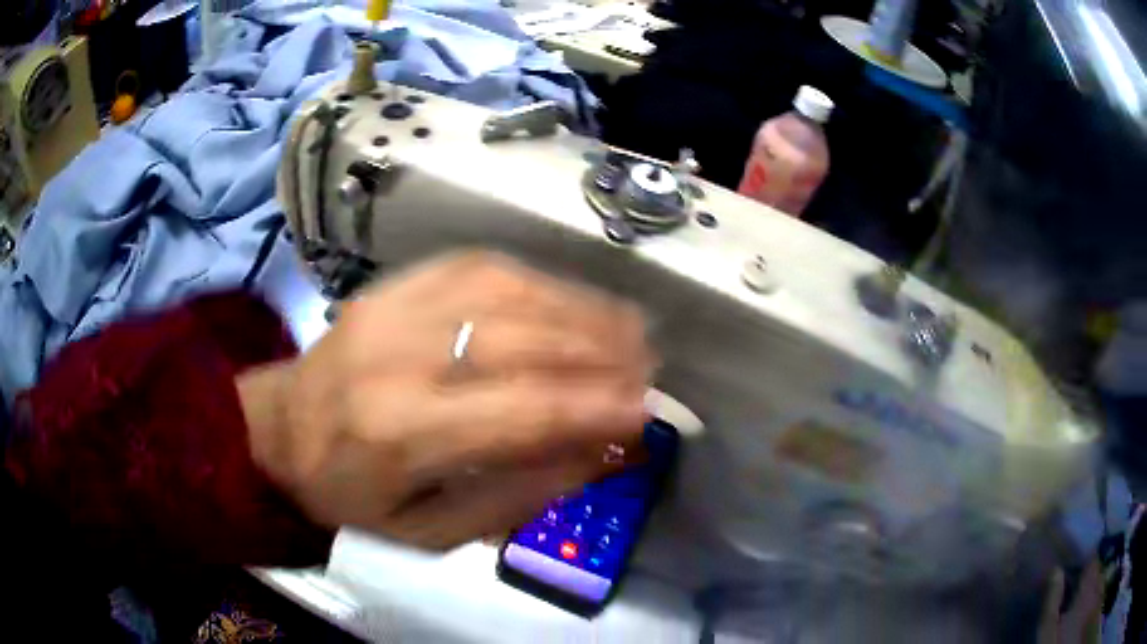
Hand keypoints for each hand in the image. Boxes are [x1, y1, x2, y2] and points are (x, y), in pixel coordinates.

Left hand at [239, 252, 652, 549]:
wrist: (278, 432)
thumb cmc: (350, 495)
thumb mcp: (428, 532)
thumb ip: (516, 497)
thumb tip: (597, 455)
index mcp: (401, 433)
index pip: (523, 411)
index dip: (596, 409)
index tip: (647, 414)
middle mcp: (400, 356)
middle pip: (523, 339)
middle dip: (602, 351)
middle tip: (650, 366)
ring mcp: (395, 306)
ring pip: (509, 290)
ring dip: (581, 308)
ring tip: (629, 330)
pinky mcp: (395, 284)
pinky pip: (480, 267)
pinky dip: (539, 281)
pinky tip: (572, 300)